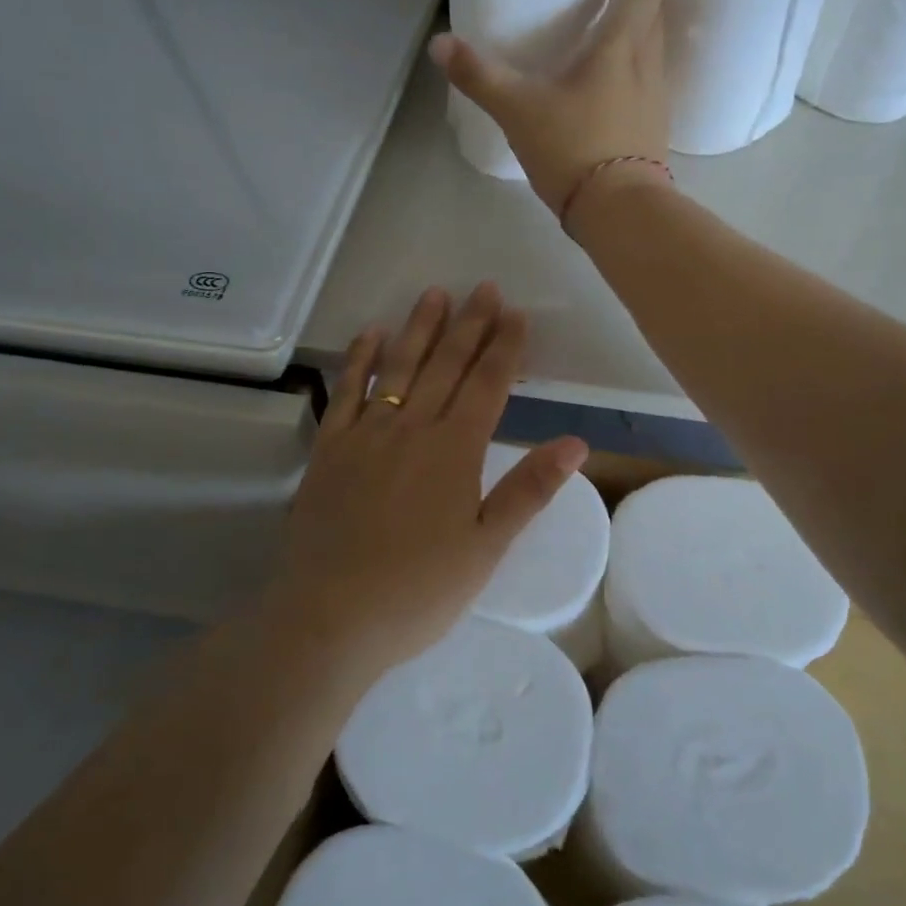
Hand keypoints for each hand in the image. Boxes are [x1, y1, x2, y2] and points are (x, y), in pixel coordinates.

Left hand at [261, 284, 587, 677]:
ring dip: (419, 328)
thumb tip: (576, 442)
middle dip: (469, 324)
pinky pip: (347, 391)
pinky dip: (360, 359)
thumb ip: (529, 490)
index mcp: (455, 451)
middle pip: (446, 365)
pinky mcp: (329, 449)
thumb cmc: (418, 591)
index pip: (488, 385)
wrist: (329, 617)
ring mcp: (366, 434)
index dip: (505, 347)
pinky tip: (370, 333)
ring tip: (435, 293)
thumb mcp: (486, 548)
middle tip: (484, 287)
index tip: (516, 313)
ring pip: (398, 368)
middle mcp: (412, 429)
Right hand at [429, 0, 671, 217]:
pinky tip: (612, 81)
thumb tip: (440, 44)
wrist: (619, 213)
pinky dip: (634, 67)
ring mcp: (656, 98)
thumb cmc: (574, 149)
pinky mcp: (653, 129)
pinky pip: (648, 82)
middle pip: (653, 9)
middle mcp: (648, 63)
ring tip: (610, 21)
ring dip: (639, 27)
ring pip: (653, 47)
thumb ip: (480, 76)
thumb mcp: (518, 110)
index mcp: (621, 45)